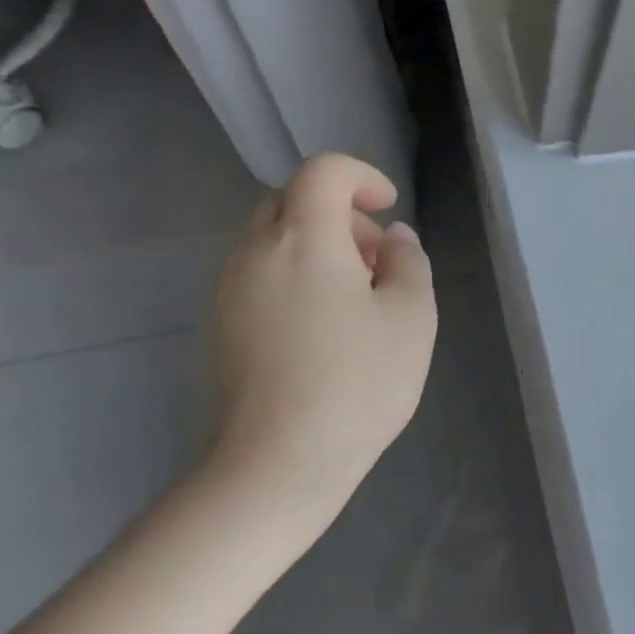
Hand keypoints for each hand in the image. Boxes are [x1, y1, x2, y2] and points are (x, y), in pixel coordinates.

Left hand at [204, 154, 437, 535]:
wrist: (279, 460)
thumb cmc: (359, 380)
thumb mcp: (412, 315)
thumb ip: (409, 262)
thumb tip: (392, 240)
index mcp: (303, 240)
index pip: (322, 173)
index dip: (361, 177)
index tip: (390, 209)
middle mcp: (255, 253)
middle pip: (291, 200)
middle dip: (341, 213)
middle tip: (379, 257)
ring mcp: (230, 290)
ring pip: (273, 237)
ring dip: (319, 245)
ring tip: (360, 295)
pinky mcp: (222, 324)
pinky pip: (260, 273)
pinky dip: (297, 273)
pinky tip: (327, 325)